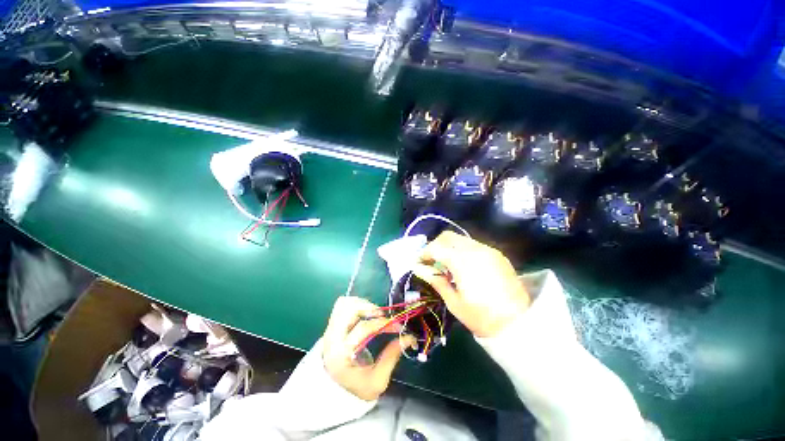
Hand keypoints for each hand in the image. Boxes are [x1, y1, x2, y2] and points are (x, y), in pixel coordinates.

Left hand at [322, 297, 414, 400]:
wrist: (334, 393)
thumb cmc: (357, 389)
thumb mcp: (377, 381)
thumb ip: (392, 356)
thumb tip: (408, 337)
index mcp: (341, 355)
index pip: (364, 328)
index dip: (383, 323)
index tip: (398, 326)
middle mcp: (332, 338)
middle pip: (349, 309)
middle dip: (370, 308)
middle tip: (383, 316)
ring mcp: (329, 330)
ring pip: (344, 304)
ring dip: (362, 304)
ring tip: (374, 313)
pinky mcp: (331, 326)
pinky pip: (341, 305)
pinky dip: (354, 304)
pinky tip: (364, 312)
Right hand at [413, 231, 529, 337]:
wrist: (519, 324)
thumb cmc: (481, 317)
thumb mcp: (453, 301)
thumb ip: (435, 280)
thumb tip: (418, 268)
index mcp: (462, 261)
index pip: (436, 247)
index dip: (424, 253)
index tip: (419, 262)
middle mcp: (475, 249)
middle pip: (448, 236)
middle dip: (436, 245)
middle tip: (431, 260)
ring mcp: (488, 250)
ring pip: (460, 239)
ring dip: (449, 247)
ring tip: (446, 264)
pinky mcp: (497, 254)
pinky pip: (473, 245)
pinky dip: (462, 250)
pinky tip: (463, 266)